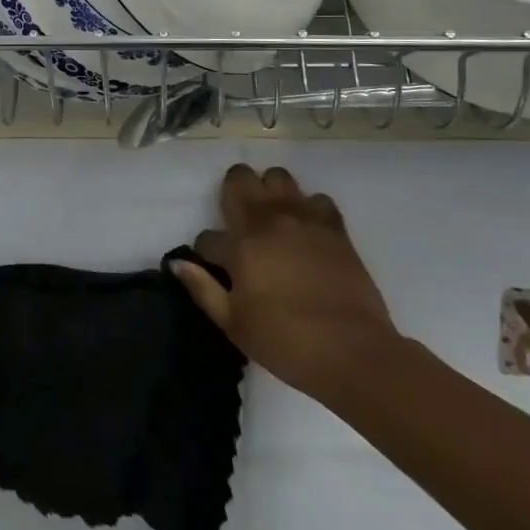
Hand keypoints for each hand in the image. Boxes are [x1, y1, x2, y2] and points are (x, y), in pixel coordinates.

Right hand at [171, 165, 397, 402]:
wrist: (352, 352)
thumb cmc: (285, 341)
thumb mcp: (233, 323)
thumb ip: (202, 289)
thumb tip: (177, 263)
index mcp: (240, 246)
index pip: (207, 236)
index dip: (205, 251)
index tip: (214, 267)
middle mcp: (268, 222)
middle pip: (240, 180)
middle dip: (232, 192)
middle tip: (236, 217)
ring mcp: (303, 220)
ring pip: (278, 177)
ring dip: (269, 190)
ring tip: (271, 215)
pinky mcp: (334, 228)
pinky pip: (317, 198)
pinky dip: (308, 207)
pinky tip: (306, 228)